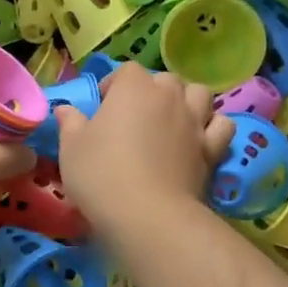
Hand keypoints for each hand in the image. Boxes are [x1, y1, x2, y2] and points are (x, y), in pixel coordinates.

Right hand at [54, 65, 231, 230]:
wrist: (148, 215)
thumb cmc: (101, 174)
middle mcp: (168, 96)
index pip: (126, 71)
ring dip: (187, 100)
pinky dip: (213, 127)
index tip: (102, 107)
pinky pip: (222, 126)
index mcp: (133, 88)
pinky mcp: (212, 149)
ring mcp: (194, 121)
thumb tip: (65, 109)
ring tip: (172, 120)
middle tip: (135, 116)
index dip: (114, 85)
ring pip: (199, 94)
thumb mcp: (71, 148)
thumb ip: (70, 123)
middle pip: (165, 79)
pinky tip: (200, 138)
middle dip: (152, 90)